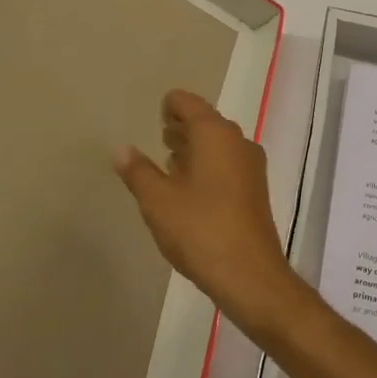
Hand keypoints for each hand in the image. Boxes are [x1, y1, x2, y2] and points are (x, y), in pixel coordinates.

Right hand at [113, 90, 303, 336]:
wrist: (249, 274)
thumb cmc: (200, 229)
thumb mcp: (158, 200)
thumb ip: (138, 171)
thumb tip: (120, 149)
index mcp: (215, 133)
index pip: (189, 103)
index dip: (170, 105)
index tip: (156, 115)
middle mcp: (238, 141)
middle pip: (206, 121)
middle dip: (182, 127)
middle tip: (159, 136)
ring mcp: (251, 166)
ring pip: (218, 144)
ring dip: (195, 148)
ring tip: (170, 161)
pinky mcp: (256, 189)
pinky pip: (228, 163)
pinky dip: (208, 165)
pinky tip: (190, 188)